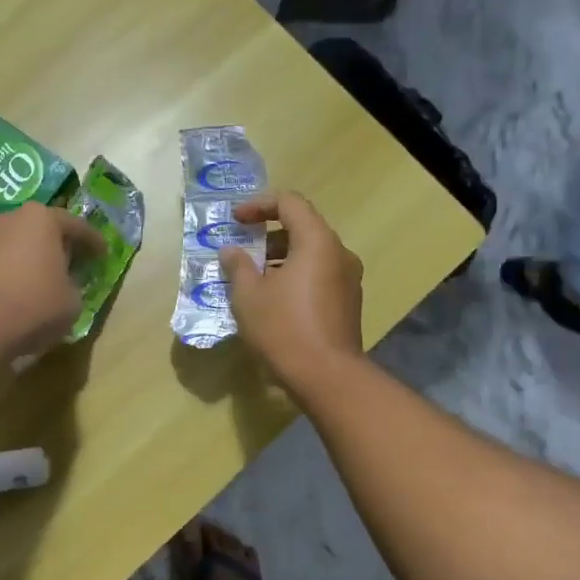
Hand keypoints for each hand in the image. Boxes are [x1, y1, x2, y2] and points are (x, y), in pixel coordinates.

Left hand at [0, 202, 104, 359]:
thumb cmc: (34, 304)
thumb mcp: (72, 300)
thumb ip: (73, 286)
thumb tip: (64, 285)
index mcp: (42, 218)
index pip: (76, 226)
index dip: (93, 242)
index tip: (103, 254)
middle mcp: (11, 217)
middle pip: (42, 229)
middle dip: (59, 245)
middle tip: (74, 262)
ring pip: (19, 244)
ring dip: (33, 258)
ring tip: (47, 278)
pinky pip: (1, 261)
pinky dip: (14, 271)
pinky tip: (23, 289)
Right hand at [218, 192, 364, 395]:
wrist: (327, 377)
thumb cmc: (284, 329)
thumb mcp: (249, 296)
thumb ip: (238, 266)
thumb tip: (231, 251)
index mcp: (317, 241)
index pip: (289, 203)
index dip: (259, 205)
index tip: (235, 220)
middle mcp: (339, 253)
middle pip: (303, 227)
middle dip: (269, 235)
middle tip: (243, 251)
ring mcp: (349, 279)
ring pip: (312, 255)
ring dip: (281, 259)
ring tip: (253, 279)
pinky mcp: (348, 303)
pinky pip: (319, 276)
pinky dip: (296, 277)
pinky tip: (275, 301)